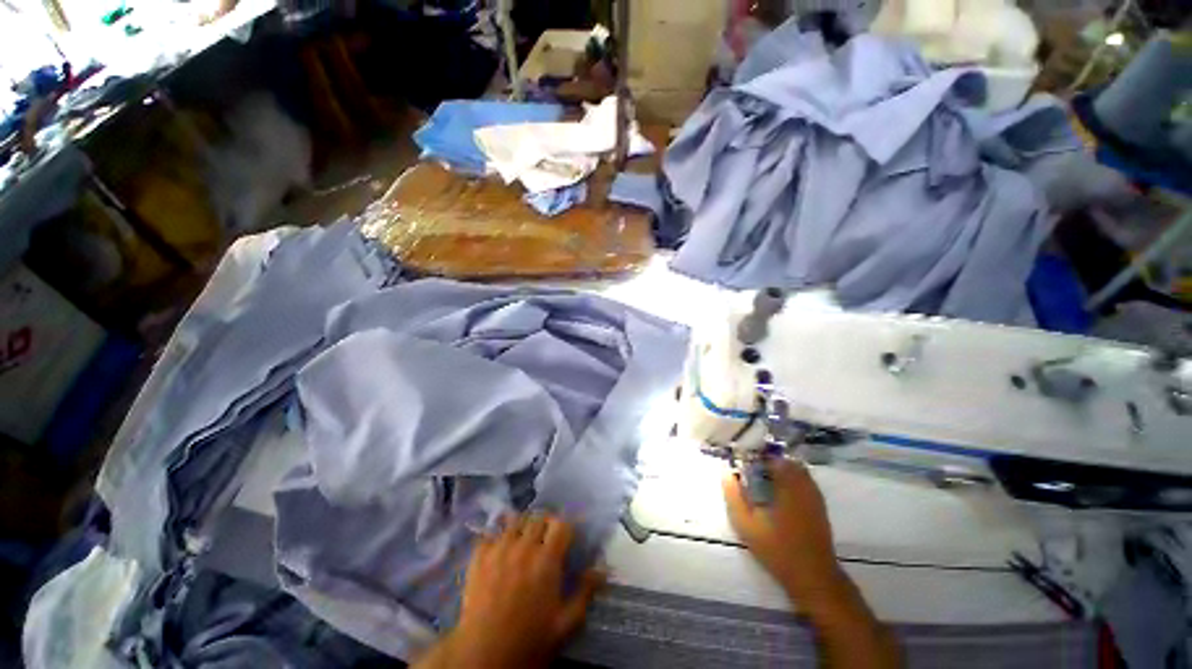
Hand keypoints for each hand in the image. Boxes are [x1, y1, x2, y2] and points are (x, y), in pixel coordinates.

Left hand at [428, 514, 604, 668]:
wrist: (485, 656)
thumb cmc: (530, 640)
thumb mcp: (565, 622)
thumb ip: (585, 591)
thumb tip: (603, 567)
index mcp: (547, 560)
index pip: (562, 524)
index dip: (567, 526)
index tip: (568, 536)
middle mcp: (524, 547)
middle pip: (539, 517)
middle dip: (546, 523)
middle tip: (547, 538)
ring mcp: (499, 549)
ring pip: (516, 520)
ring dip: (524, 526)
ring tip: (524, 539)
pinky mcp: (479, 557)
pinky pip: (490, 534)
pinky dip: (498, 536)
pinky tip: (501, 548)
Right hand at [722, 459, 845, 608]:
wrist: (813, 577)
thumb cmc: (778, 549)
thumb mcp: (747, 524)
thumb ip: (734, 496)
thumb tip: (726, 473)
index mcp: (787, 486)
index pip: (772, 458)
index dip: (756, 457)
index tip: (744, 462)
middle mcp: (804, 485)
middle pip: (786, 461)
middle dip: (769, 462)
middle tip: (753, 470)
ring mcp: (815, 496)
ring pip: (798, 471)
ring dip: (782, 470)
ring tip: (764, 480)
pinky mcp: (820, 507)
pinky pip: (806, 482)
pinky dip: (792, 480)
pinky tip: (781, 494)